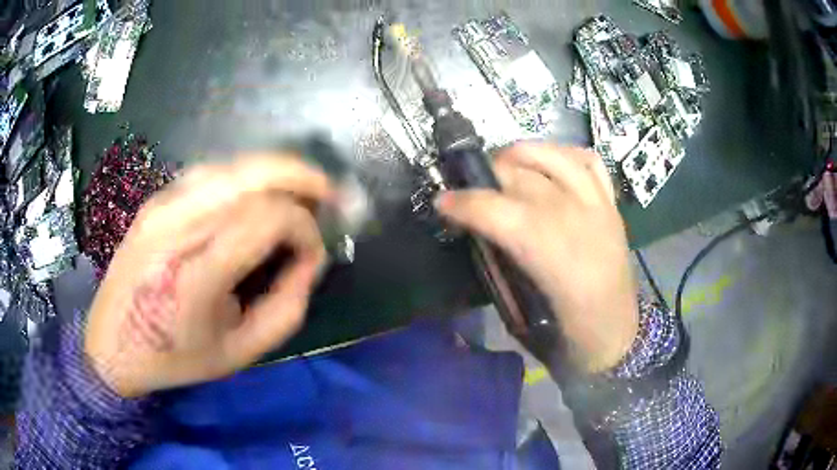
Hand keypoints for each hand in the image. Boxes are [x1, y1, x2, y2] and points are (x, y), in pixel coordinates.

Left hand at [85, 155, 331, 397]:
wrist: (112, 344)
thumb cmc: (175, 356)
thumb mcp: (241, 351)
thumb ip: (286, 307)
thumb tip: (310, 260)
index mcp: (195, 275)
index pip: (267, 219)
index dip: (304, 229)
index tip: (313, 254)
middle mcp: (176, 227)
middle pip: (251, 174)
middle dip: (301, 177)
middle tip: (328, 194)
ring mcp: (162, 206)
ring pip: (233, 166)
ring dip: (274, 174)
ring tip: (298, 194)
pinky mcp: (155, 201)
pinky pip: (211, 174)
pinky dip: (244, 179)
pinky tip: (255, 198)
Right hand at [436, 143, 637, 372]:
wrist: (618, 337)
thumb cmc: (569, 336)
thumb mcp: (522, 314)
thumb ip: (499, 266)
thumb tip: (477, 234)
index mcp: (554, 257)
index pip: (499, 211)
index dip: (464, 203)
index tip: (442, 203)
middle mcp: (578, 220)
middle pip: (522, 176)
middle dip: (486, 176)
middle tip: (470, 192)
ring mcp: (598, 206)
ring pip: (554, 156)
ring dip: (521, 154)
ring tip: (504, 167)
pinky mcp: (612, 205)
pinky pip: (588, 161)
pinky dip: (563, 155)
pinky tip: (548, 165)